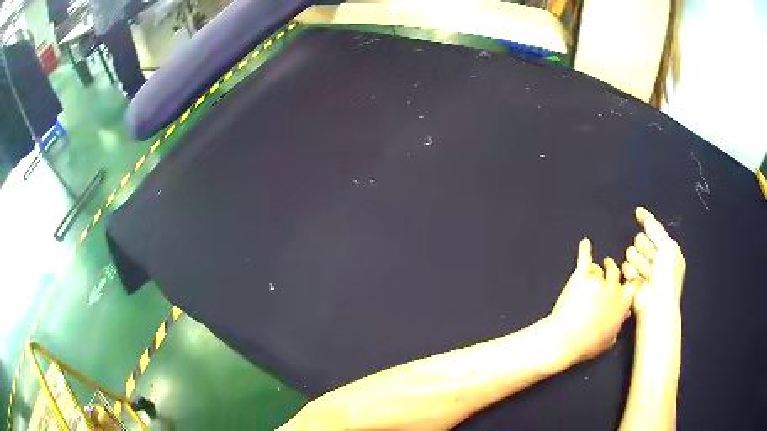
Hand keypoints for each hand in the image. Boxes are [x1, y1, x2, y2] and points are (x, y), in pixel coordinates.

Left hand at [548, 238, 635, 363]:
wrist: (565, 339)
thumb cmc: (587, 345)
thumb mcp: (609, 339)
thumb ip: (618, 323)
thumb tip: (624, 315)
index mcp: (623, 304)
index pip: (635, 283)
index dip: (633, 278)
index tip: (632, 275)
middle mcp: (614, 289)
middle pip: (616, 273)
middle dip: (613, 272)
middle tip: (609, 269)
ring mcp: (598, 280)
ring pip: (601, 268)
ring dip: (597, 270)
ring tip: (594, 269)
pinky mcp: (581, 276)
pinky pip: (585, 258)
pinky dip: (585, 249)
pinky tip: (585, 243)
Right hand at [622, 207, 685, 319]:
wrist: (656, 305)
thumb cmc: (667, 278)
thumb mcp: (667, 247)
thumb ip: (655, 229)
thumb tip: (643, 214)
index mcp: (666, 249)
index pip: (653, 229)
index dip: (646, 222)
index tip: (638, 213)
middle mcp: (654, 257)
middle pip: (639, 240)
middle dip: (644, 249)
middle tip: (652, 261)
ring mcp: (642, 268)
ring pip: (631, 252)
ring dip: (638, 262)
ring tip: (645, 274)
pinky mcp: (630, 279)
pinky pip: (624, 266)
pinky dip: (630, 271)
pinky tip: (636, 279)